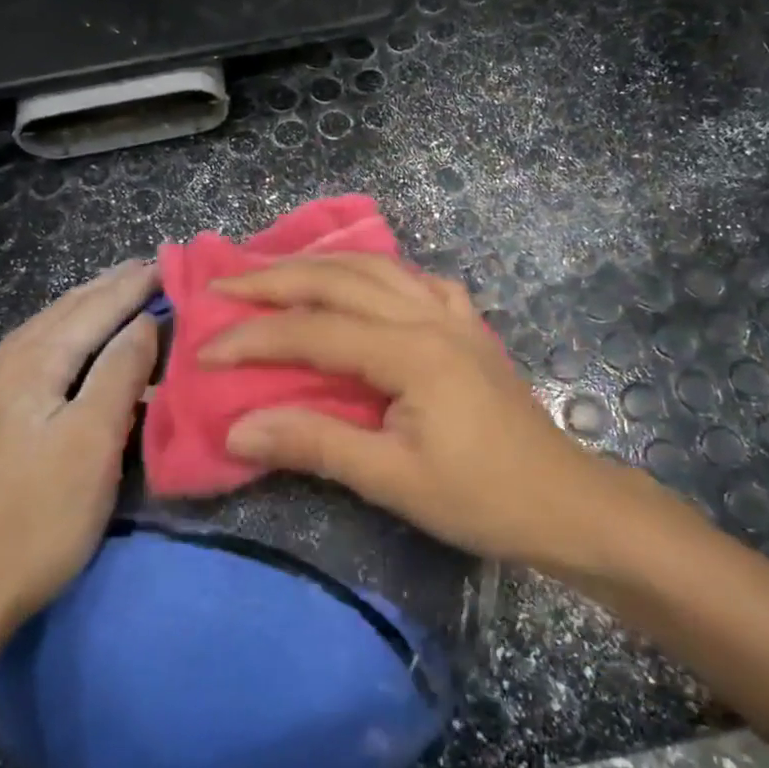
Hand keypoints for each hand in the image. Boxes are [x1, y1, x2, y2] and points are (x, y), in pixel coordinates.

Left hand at [0, 261, 159, 650]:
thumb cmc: (38, 518)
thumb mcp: (94, 442)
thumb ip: (119, 374)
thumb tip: (144, 322)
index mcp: (32, 367)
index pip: (92, 312)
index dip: (130, 287)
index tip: (164, 262)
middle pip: (58, 316)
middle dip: (101, 290)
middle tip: (138, 268)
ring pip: (32, 337)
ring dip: (73, 312)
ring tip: (101, 297)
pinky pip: (15, 363)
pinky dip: (47, 341)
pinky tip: (48, 351)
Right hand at [202, 254, 665, 574]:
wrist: (564, 502)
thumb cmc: (480, 498)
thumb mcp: (392, 480)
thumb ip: (315, 444)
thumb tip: (238, 427)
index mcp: (411, 351)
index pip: (315, 331)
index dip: (255, 339)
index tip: (205, 349)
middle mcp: (430, 316)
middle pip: (341, 280)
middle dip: (276, 280)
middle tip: (224, 286)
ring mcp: (454, 314)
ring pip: (378, 268)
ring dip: (322, 265)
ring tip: (276, 271)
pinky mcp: (468, 326)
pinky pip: (416, 281)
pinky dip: (377, 273)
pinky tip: (365, 284)